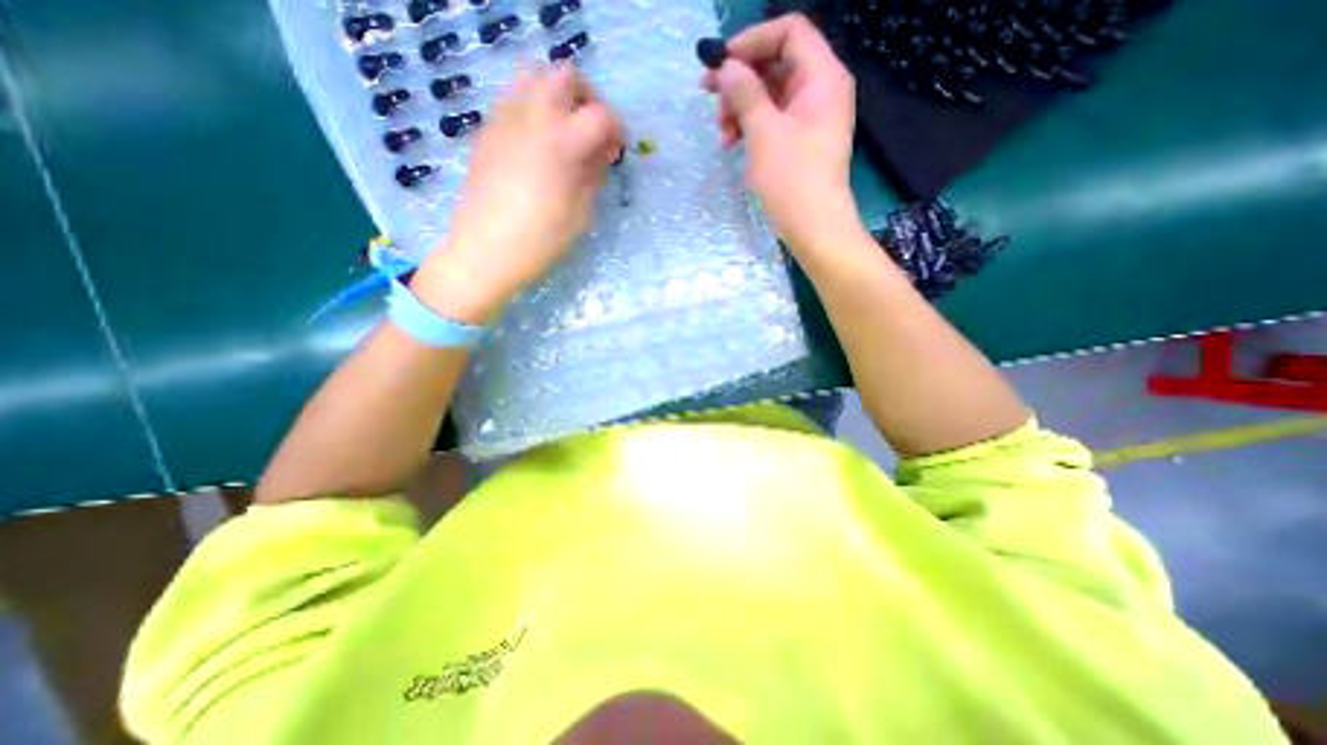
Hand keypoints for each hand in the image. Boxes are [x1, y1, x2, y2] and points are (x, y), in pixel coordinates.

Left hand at [414, 68, 623, 322]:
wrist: (484, 252)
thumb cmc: (540, 241)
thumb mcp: (580, 214)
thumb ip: (593, 176)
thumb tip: (599, 155)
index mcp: (561, 143)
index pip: (600, 115)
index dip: (617, 129)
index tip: (619, 149)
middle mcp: (531, 118)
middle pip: (564, 75)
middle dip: (587, 98)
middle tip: (593, 132)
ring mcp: (503, 120)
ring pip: (532, 76)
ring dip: (557, 96)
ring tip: (565, 132)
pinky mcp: (486, 132)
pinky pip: (512, 99)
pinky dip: (533, 109)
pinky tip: (538, 144)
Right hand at [704, 15, 859, 250]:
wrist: (814, 229)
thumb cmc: (792, 180)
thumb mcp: (764, 133)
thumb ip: (745, 93)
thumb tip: (725, 66)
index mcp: (822, 77)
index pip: (789, 32)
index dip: (751, 42)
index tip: (719, 63)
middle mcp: (820, 90)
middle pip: (776, 64)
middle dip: (740, 80)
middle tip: (708, 96)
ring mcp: (810, 118)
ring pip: (770, 95)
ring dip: (741, 108)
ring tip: (722, 134)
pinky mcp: (800, 142)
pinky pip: (773, 120)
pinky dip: (751, 127)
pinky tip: (732, 144)